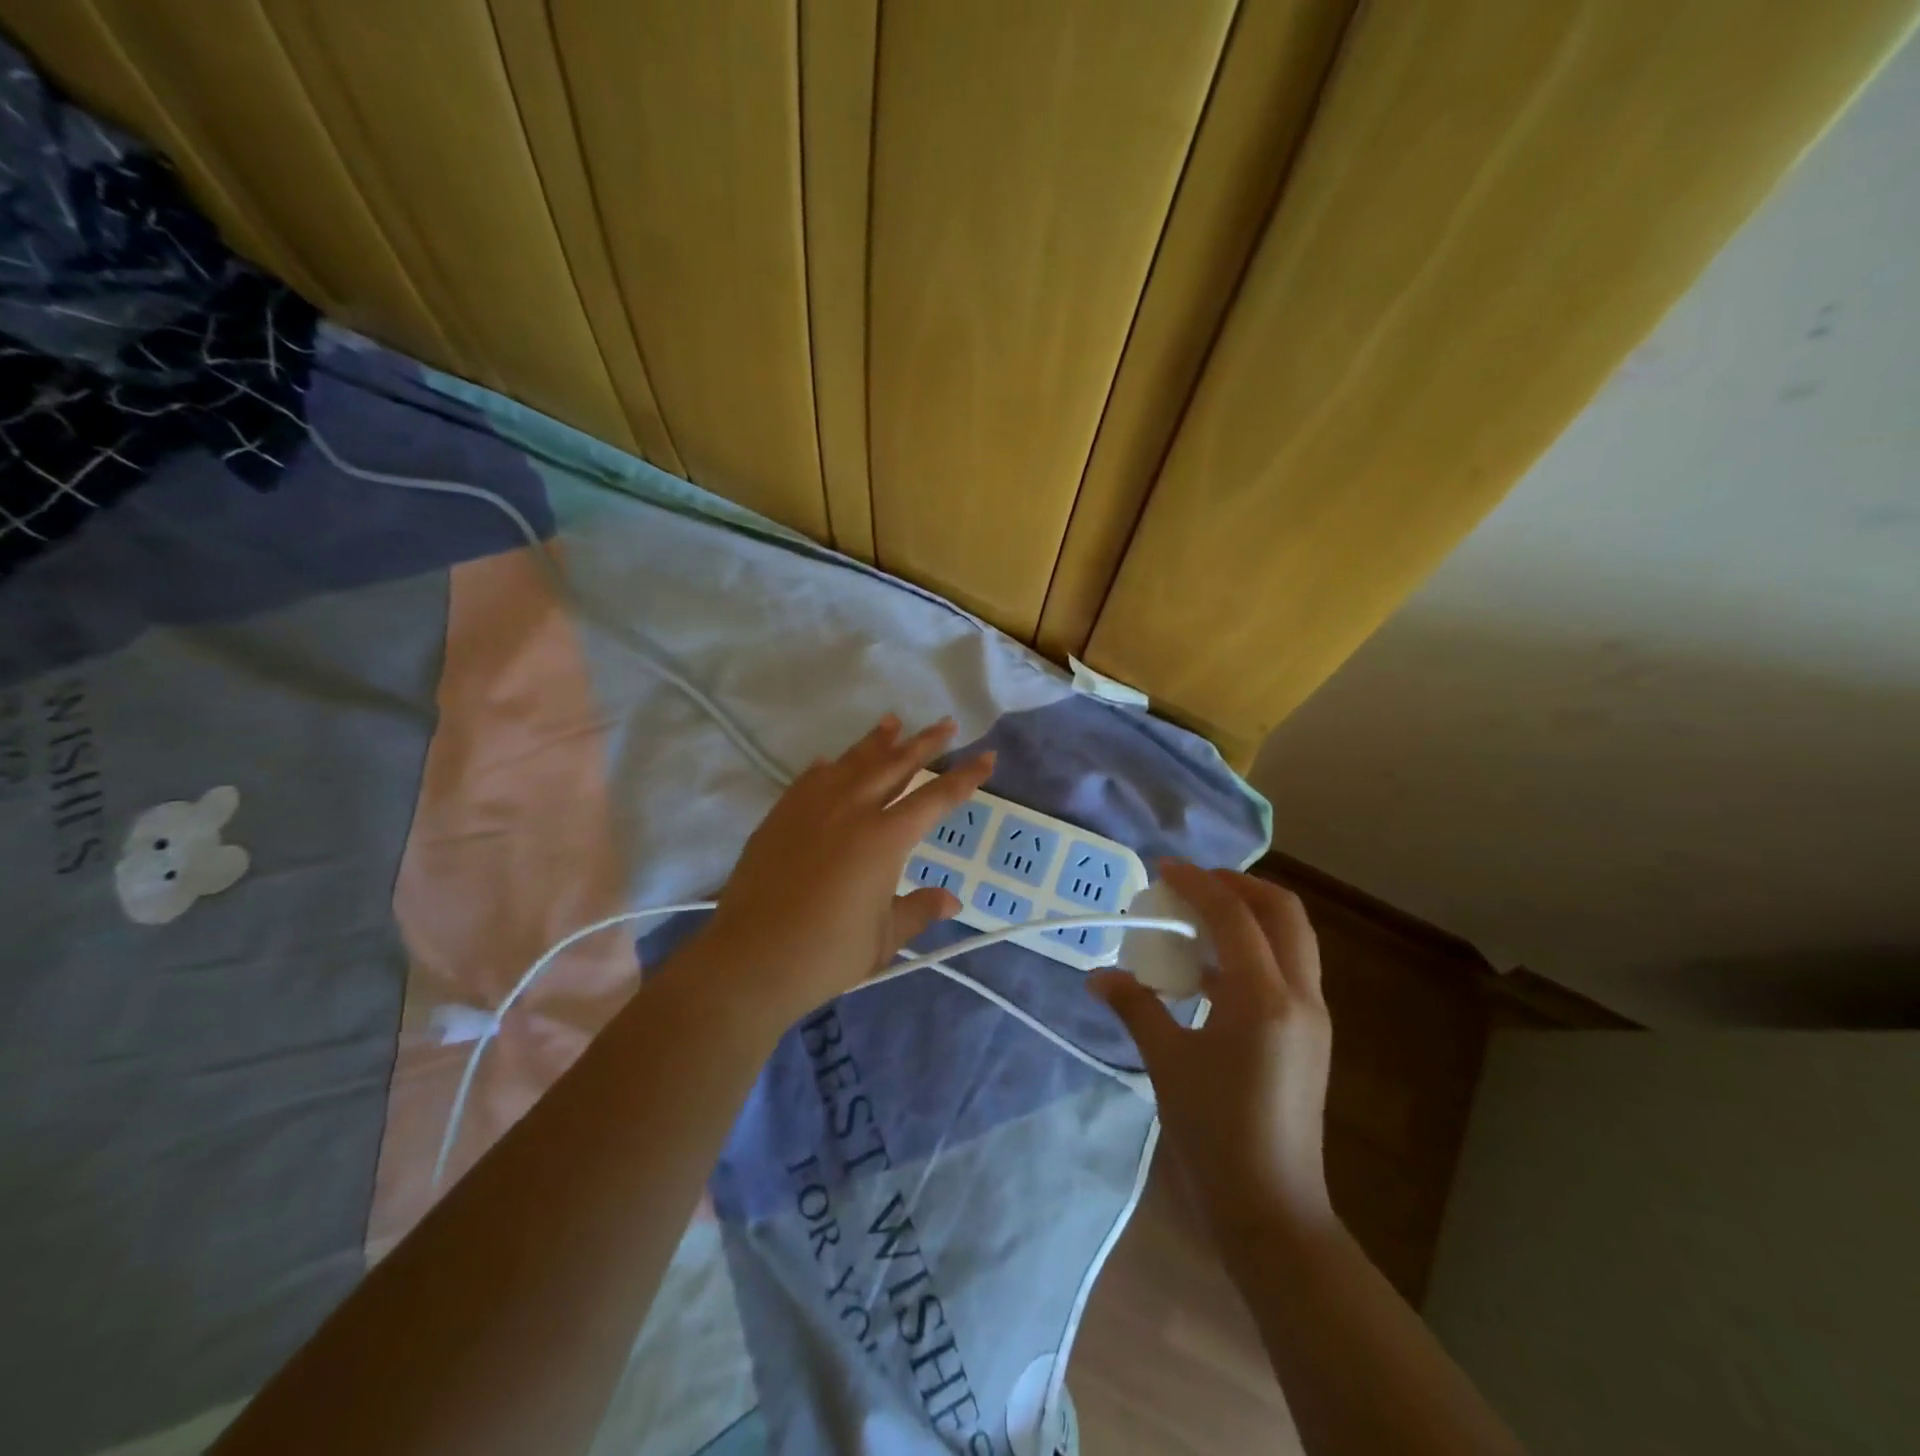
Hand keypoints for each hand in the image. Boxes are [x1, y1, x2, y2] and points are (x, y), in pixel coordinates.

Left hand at [695, 715, 993, 1022]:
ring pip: (852, 762)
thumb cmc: (827, 954)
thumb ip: (919, 910)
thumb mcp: (885, 938)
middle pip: (895, 766)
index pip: (935, 798)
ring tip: (893, 722)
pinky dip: (828, 767)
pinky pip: (810, 779)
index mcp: (885, 839)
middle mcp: (851, 810)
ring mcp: (812, 808)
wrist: (751, 958)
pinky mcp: (781, 815)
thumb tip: (952, 900)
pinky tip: (830, 761)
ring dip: (876, 742)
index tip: (986, 756)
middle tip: (945, 724)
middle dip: (924, 743)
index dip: (965, 777)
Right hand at [1090, 861, 1334, 1243]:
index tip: (1163, 868)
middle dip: (1238, 886)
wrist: (1271, 1209)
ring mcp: (1312, 1017)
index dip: (1198, 883)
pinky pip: (1286, 969)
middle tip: (1193, 884)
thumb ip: (1135, 1006)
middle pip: (1283, 913)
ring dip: (1249, 915)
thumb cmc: (1214, 1133)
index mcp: (1265, 998)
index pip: (1235, 916)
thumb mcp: (1167, 1061)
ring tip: (1199, 918)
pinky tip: (1211, 969)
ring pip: (1292, 939)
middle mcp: (1300, 997)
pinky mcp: (1310, 1036)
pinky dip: (1253, 950)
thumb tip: (1098, 976)